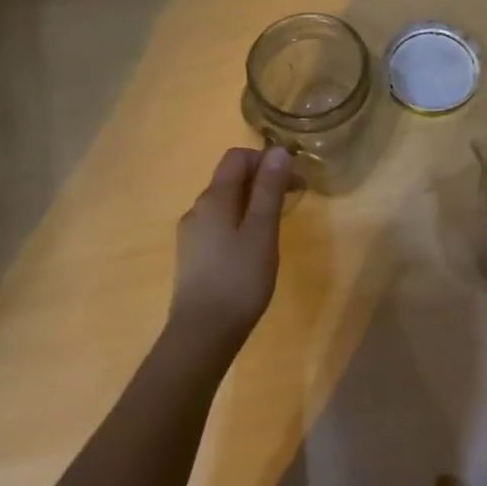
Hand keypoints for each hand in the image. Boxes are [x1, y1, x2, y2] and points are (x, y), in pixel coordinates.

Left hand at [167, 146, 297, 360]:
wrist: (202, 334)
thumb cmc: (239, 279)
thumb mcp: (262, 230)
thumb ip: (269, 189)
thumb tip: (278, 151)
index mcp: (213, 198)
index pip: (237, 157)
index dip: (266, 160)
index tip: (294, 180)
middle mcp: (197, 209)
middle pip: (230, 179)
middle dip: (263, 181)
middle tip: (294, 201)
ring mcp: (192, 234)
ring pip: (226, 203)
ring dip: (253, 202)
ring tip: (277, 226)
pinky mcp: (193, 256)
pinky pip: (220, 224)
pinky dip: (241, 222)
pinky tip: (255, 247)